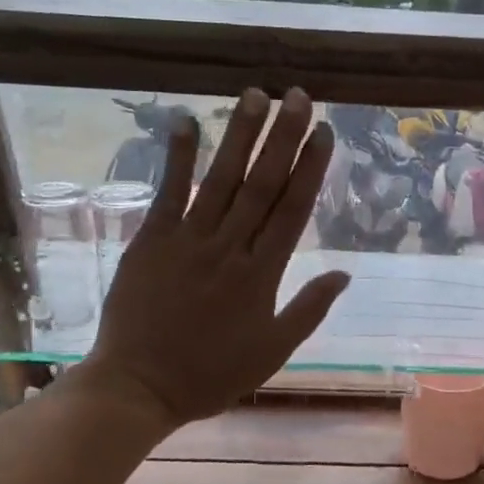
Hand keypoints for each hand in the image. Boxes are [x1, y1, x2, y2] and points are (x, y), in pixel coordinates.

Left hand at [73, 87, 349, 432]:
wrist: (138, 388)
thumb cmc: (211, 373)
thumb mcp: (273, 350)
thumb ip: (309, 309)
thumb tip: (345, 273)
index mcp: (262, 274)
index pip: (292, 209)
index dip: (310, 168)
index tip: (325, 132)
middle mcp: (229, 247)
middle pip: (262, 183)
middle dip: (283, 137)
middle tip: (299, 96)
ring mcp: (187, 240)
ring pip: (220, 179)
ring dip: (239, 135)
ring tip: (256, 95)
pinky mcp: (151, 240)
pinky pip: (168, 192)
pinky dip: (177, 157)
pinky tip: (186, 120)